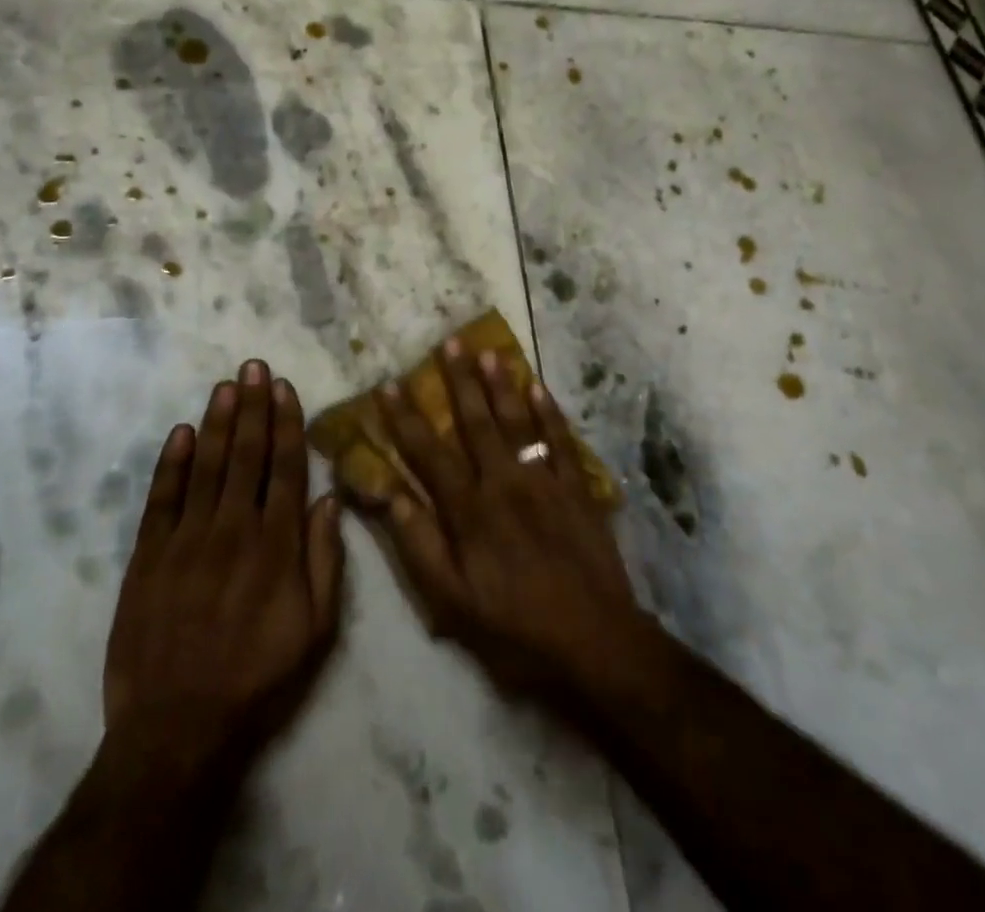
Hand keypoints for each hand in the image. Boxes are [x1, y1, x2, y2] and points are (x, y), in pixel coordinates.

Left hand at [103, 360, 344, 786]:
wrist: (177, 731)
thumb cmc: (258, 680)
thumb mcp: (317, 631)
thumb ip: (325, 561)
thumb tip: (328, 499)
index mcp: (277, 546)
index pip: (285, 468)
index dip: (286, 424)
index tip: (284, 387)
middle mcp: (233, 530)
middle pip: (247, 456)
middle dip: (252, 407)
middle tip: (253, 366)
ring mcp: (186, 542)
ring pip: (207, 467)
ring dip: (218, 422)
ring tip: (226, 385)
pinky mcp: (148, 559)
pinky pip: (161, 500)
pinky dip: (171, 464)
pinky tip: (182, 433)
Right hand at [374, 339, 645, 697]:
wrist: (595, 642)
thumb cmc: (515, 630)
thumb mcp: (453, 604)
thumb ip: (420, 547)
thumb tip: (390, 496)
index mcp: (469, 510)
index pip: (429, 453)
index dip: (406, 418)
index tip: (390, 385)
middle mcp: (504, 482)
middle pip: (475, 422)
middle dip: (459, 380)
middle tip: (449, 342)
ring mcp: (544, 480)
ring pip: (517, 421)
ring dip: (501, 384)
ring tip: (489, 351)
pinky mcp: (576, 488)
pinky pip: (559, 440)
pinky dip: (549, 412)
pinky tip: (539, 386)